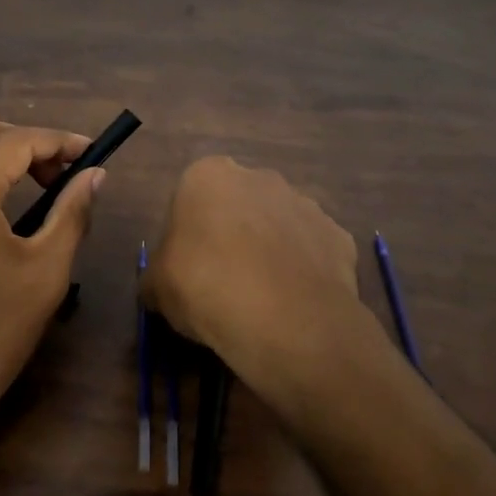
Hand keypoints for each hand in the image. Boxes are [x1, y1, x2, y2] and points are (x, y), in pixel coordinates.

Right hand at [142, 157, 365, 423]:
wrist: (285, 320)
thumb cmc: (205, 287)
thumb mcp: (156, 287)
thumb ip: (156, 276)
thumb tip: (160, 286)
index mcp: (208, 176)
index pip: (189, 199)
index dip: (186, 237)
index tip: (186, 270)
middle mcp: (260, 177)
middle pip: (238, 206)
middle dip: (232, 235)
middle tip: (222, 283)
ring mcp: (305, 204)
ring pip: (278, 226)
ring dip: (270, 251)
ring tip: (261, 300)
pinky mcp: (339, 236)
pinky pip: (312, 252)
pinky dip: (303, 272)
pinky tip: (293, 304)